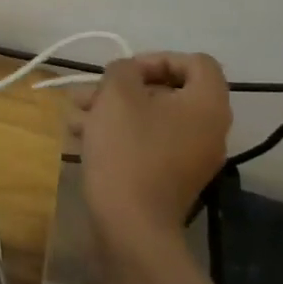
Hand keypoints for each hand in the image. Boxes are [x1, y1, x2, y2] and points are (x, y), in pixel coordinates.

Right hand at [73, 53, 231, 248]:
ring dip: (112, 111)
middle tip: (89, 94)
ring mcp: (190, 158)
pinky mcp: (169, 179)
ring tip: (74, 116)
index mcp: (207, 104)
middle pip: (168, 92)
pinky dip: (118, 136)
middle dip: (122, 89)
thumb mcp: (117, 96)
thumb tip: (127, 74)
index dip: (157, 58)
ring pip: (150, 119)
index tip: (124, 71)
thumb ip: (122, 70)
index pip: (195, 63)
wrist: (130, 225)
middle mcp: (208, 129)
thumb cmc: (128, 151)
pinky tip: (81, 139)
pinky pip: (147, 145)